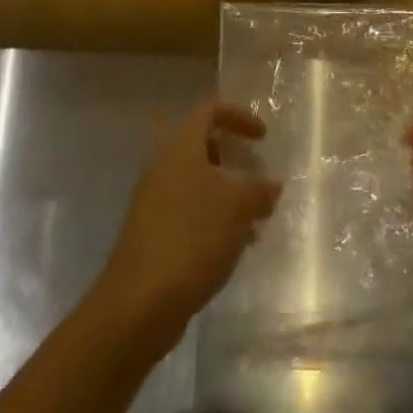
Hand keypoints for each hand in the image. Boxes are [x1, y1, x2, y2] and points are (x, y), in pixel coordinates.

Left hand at [91, 102, 281, 352]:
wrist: (139, 301)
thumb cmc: (192, 238)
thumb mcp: (237, 208)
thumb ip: (260, 189)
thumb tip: (273, 182)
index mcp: (181, 148)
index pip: (209, 111)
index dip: (239, 116)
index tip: (264, 138)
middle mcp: (164, 166)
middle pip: (202, 147)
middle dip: (234, 160)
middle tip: (258, 179)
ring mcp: (155, 200)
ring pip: (197, 183)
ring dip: (227, 194)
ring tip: (256, 221)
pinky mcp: (153, 231)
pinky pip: (189, 211)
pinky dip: (213, 218)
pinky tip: (234, 246)